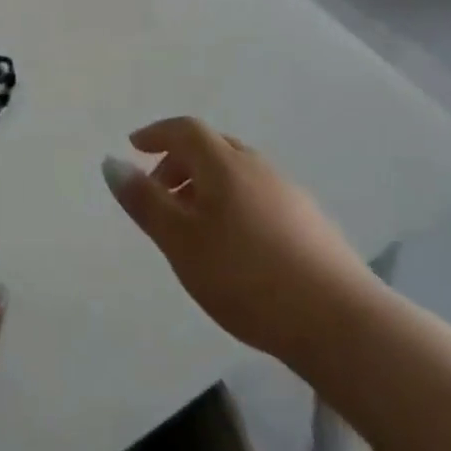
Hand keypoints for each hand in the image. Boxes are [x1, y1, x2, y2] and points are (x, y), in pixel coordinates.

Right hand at [104, 116, 379, 365]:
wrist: (339, 321)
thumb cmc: (244, 276)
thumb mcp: (180, 240)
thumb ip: (144, 201)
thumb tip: (111, 162)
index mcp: (225, 165)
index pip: (185, 130)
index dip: (156, 134)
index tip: (134, 147)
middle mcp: (259, 168)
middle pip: (212, 148)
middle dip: (179, 162)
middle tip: (158, 194)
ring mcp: (289, 194)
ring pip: (237, 173)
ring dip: (206, 185)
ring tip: (191, 225)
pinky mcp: (310, 222)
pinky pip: (257, 195)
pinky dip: (232, 203)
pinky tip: (233, 244)